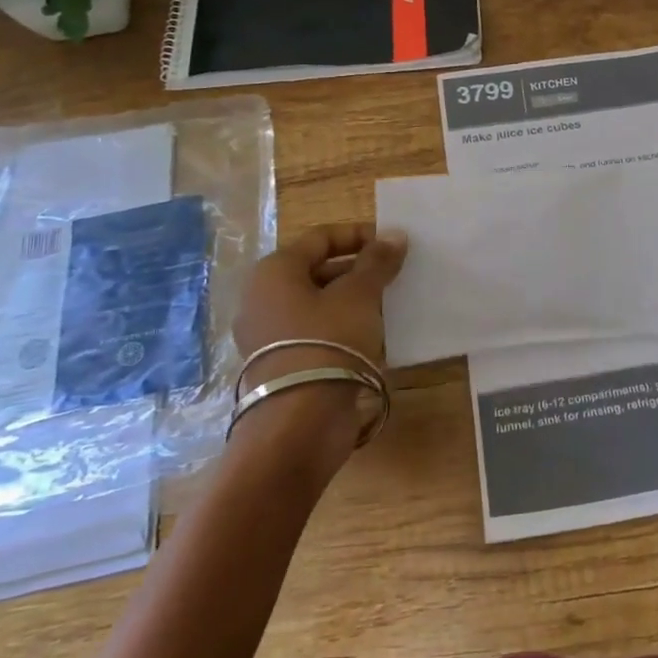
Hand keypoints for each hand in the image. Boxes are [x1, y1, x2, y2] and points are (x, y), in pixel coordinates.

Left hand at [231, 224, 407, 458]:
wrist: (300, 423)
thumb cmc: (328, 342)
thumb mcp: (359, 296)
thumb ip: (377, 262)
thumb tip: (395, 235)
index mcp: (274, 272)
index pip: (320, 238)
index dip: (358, 235)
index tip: (392, 243)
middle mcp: (262, 298)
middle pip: (316, 270)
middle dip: (357, 269)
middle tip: (393, 274)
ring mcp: (267, 335)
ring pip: (317, 303)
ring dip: (352, 299)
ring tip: (389, 303)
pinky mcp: (280, 364)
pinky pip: (314, 332)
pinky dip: (342, 326)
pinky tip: (372, 334)